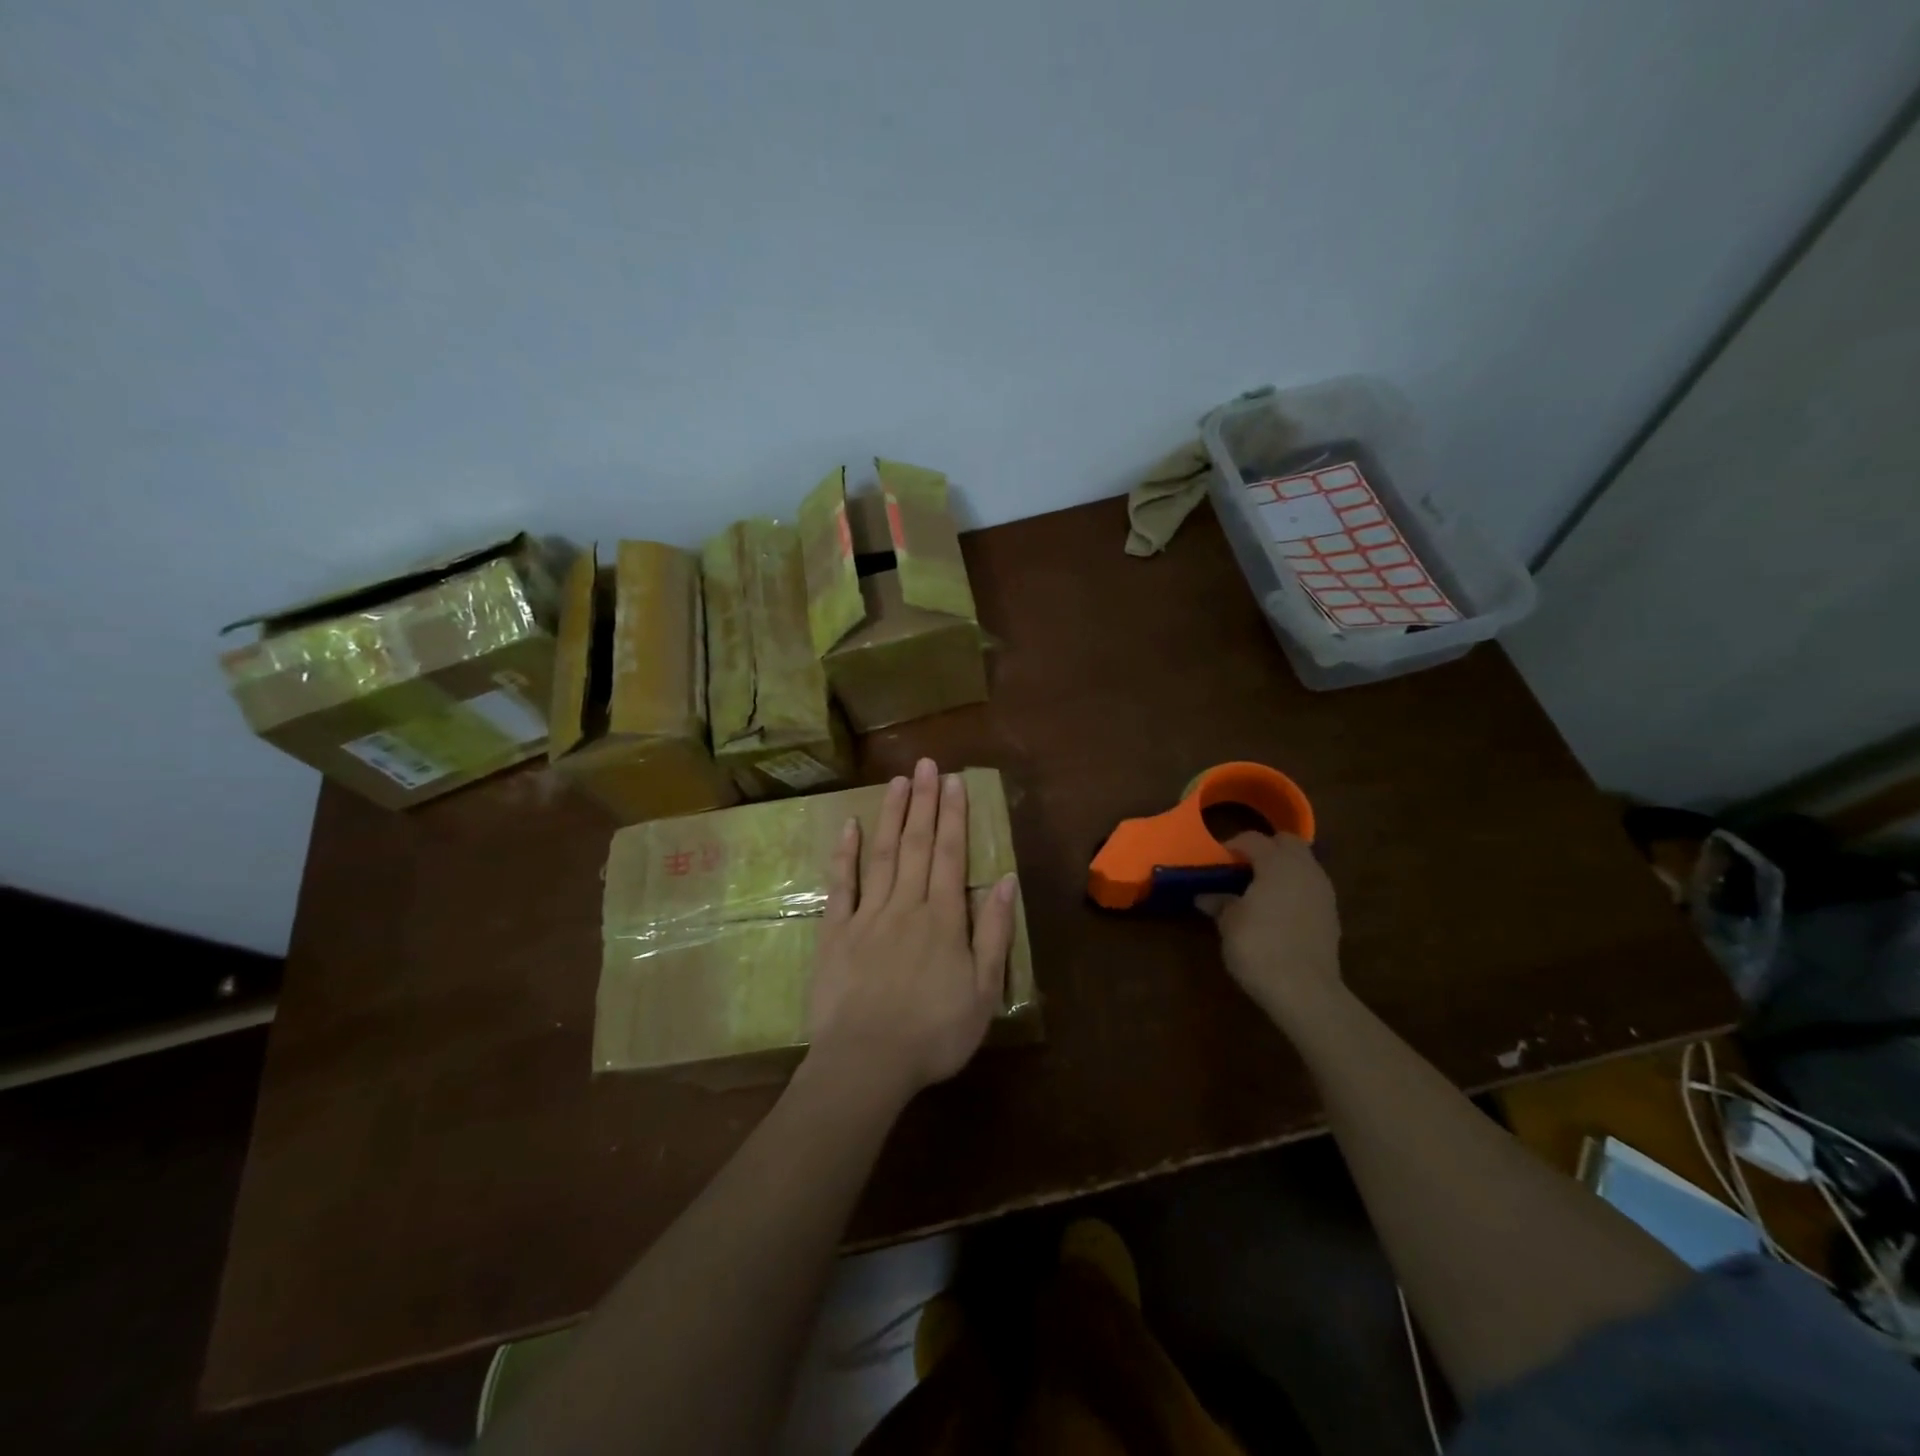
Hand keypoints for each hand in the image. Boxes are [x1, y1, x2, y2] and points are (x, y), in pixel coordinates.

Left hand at [806, 758, 1018, 1107]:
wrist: (866, 1062)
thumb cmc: (934, 1032)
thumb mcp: (982, 990)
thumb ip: (993, 932)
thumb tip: (1004, 879)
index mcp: (943, 918)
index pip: (949, 854)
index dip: (954, 815)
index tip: (955, 781)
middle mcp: (906, 905)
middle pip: (916, 844)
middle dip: (925, 802)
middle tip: (927, 764)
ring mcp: (867, 916)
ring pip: (882, 855)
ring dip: (891, 815)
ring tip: (898, 781)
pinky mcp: (835, 932)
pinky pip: (841, 885)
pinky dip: (845, 854)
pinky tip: (849, 826)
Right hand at [1197, 832, 1342, 1029]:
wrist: (1304, 991)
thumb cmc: (1259, 947)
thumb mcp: (1229, 923)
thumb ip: (1220, 903)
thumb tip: (1205, 896)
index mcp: (1277, 863)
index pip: (1253, 839)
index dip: (1232, 845)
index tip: (1217, 860)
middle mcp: (1305, 869)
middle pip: (1287, 843)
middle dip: (1265, 848)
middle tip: (1242, 866)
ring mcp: (1323, 892)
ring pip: (1303, 864)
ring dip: (1282, 868)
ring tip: (1259, 888)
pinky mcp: (1331, 915)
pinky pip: (1310, 887)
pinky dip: (1294, 889)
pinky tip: (1278, 910)